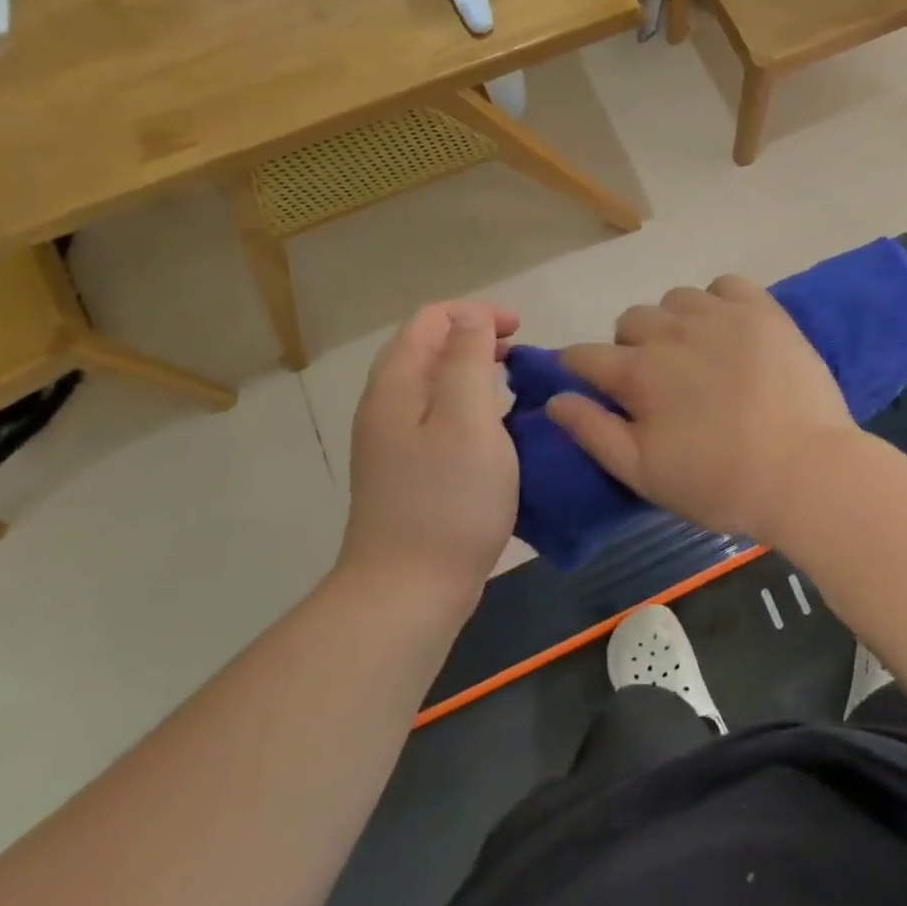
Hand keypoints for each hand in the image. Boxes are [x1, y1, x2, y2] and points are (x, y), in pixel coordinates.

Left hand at [344, 301, 518, 607]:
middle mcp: (385, 406)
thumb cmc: (448, 500)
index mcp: (396, 385)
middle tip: (520, 356)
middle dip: (475, 337)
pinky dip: (468, 405)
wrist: (408, 592)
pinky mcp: (406, 471)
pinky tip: (494, 430)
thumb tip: (470, 316)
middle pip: (427, 347)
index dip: (477, 313)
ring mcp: (392, 442)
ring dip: (473, 371)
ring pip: (433, 383)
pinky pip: (437, 416)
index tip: (521, 331)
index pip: (430, 319)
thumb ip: (468, 358)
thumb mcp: (468, 419)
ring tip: (512, 386)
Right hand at [546, 276, 856, 542]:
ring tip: (695, 353)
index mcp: (638, 373)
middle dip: (630, 347)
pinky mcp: (762, 311)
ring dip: (673, 322)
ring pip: (675, 300)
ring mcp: (719, 315)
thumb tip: (553, 399)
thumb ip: (593, 432)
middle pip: (629, 321)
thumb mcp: (644, 473)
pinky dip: (718, 300)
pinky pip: (725, 284)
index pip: (584, 355)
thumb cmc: (720, 482)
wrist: (805, 471)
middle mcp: (671, 332)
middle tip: (657, 383)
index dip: (578, 368)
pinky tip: (729, 328)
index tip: (590, 382)